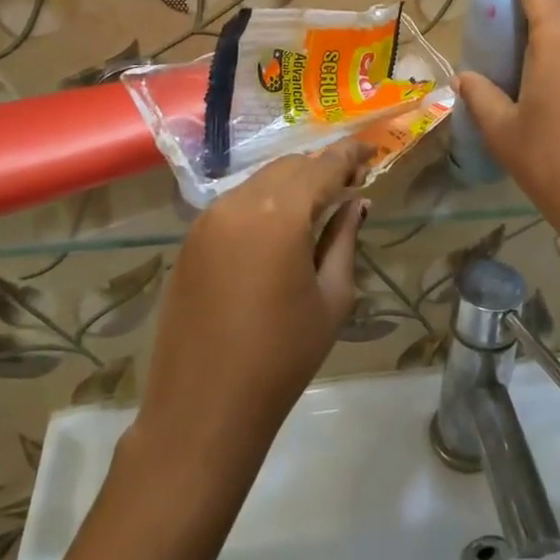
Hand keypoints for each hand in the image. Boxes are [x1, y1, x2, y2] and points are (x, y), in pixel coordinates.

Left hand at [134, 140, 372, 474]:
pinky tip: (278, 228)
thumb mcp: (331, 298)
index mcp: (280, 213)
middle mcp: (239, 202)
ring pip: (259, 182)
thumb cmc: (282, 356)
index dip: (349, 156)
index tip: (369, 152)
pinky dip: (263, 203)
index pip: (322, 166)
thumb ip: (343, 239)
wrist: (203, 408)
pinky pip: (235, 204)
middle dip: (320, 168)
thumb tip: (356, 203)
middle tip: (349, 184)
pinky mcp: (190, 240)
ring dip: (291, 184)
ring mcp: (208, 219)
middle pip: (288, 167)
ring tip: (317, 205)